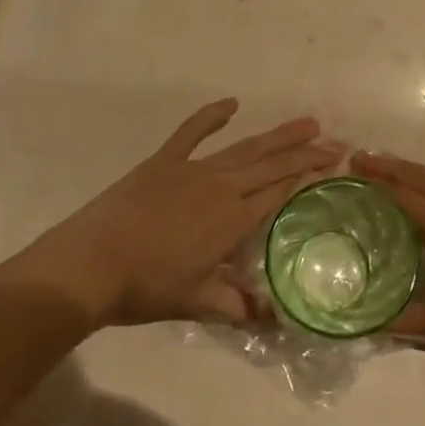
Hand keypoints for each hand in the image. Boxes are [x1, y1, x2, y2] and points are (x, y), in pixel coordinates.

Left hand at [18, 99, 340, 326]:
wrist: (90, 265)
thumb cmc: (147, 287)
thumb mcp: (199, 302)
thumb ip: (239, 306)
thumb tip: (276, 321)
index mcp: (234, 219)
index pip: (280, 193)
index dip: (308, 178)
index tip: (333, 165)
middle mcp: (222, 187)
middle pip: (271, 166)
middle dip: (305, 153)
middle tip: (335, 143)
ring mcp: (193, 169)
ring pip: (245, 148)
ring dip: (277, 135)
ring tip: (306, 122)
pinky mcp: (164, 161)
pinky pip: (191, 132)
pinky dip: (210, 116)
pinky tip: (231, 104)